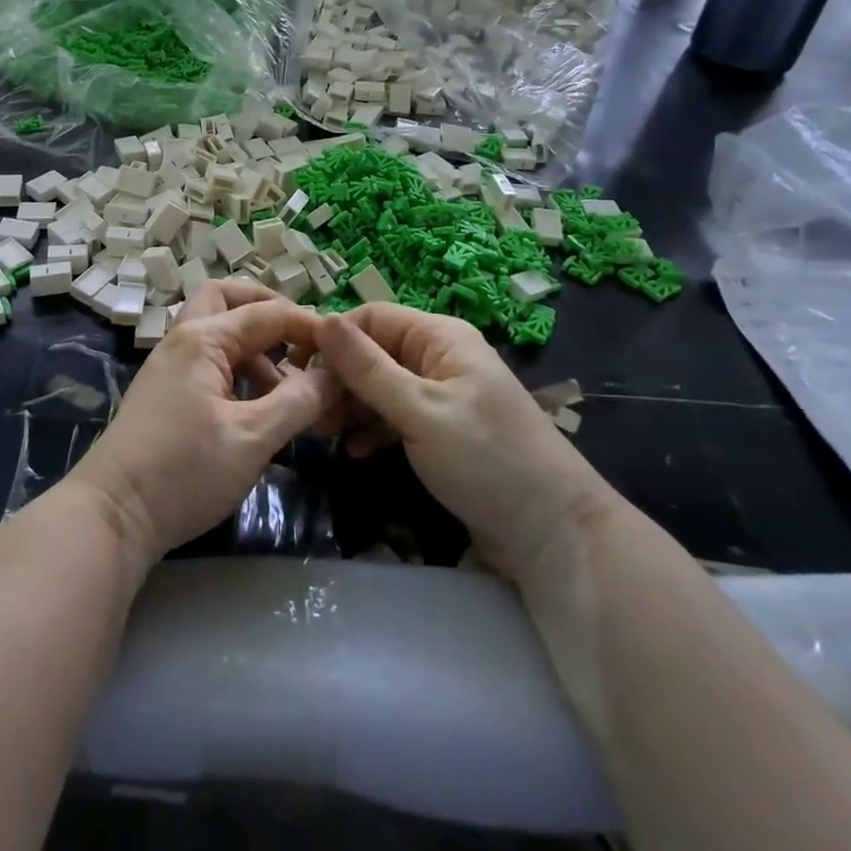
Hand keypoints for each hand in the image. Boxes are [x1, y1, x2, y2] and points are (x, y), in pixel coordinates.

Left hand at [70, 280, 341, 565]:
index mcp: (202, 338)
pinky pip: (210, 363)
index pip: (267, 312)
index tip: (345, 351)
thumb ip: (299, 401)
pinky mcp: (167, 393)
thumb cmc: (184, 472)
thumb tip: (335, 374)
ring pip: (219, 333)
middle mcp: (183, 340)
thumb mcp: (252, 438)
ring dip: (256, 348)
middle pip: (228, 300)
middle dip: (268, 312)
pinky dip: (239, 372)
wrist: (111, 516)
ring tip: (290, 390)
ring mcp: (171, 366)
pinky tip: (261, 409)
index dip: (309, 326)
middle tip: (302, 340)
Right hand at [314, 304, 613, 574]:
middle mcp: (438, 357)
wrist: (553, 532)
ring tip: (324, 434)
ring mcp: (441, 393)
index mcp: (439, 337)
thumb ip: (368, 368)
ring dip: (352, 405)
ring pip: (380, 385)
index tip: (297, 371)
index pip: (371, 318)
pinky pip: (395, 414)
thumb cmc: (486, 460)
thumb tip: (321, 319)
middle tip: (309, 413)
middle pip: (373, 352)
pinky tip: (357, 451)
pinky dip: (373, 427)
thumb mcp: (420, 412)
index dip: (332, 339)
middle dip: (339, 378)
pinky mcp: (441, 428)